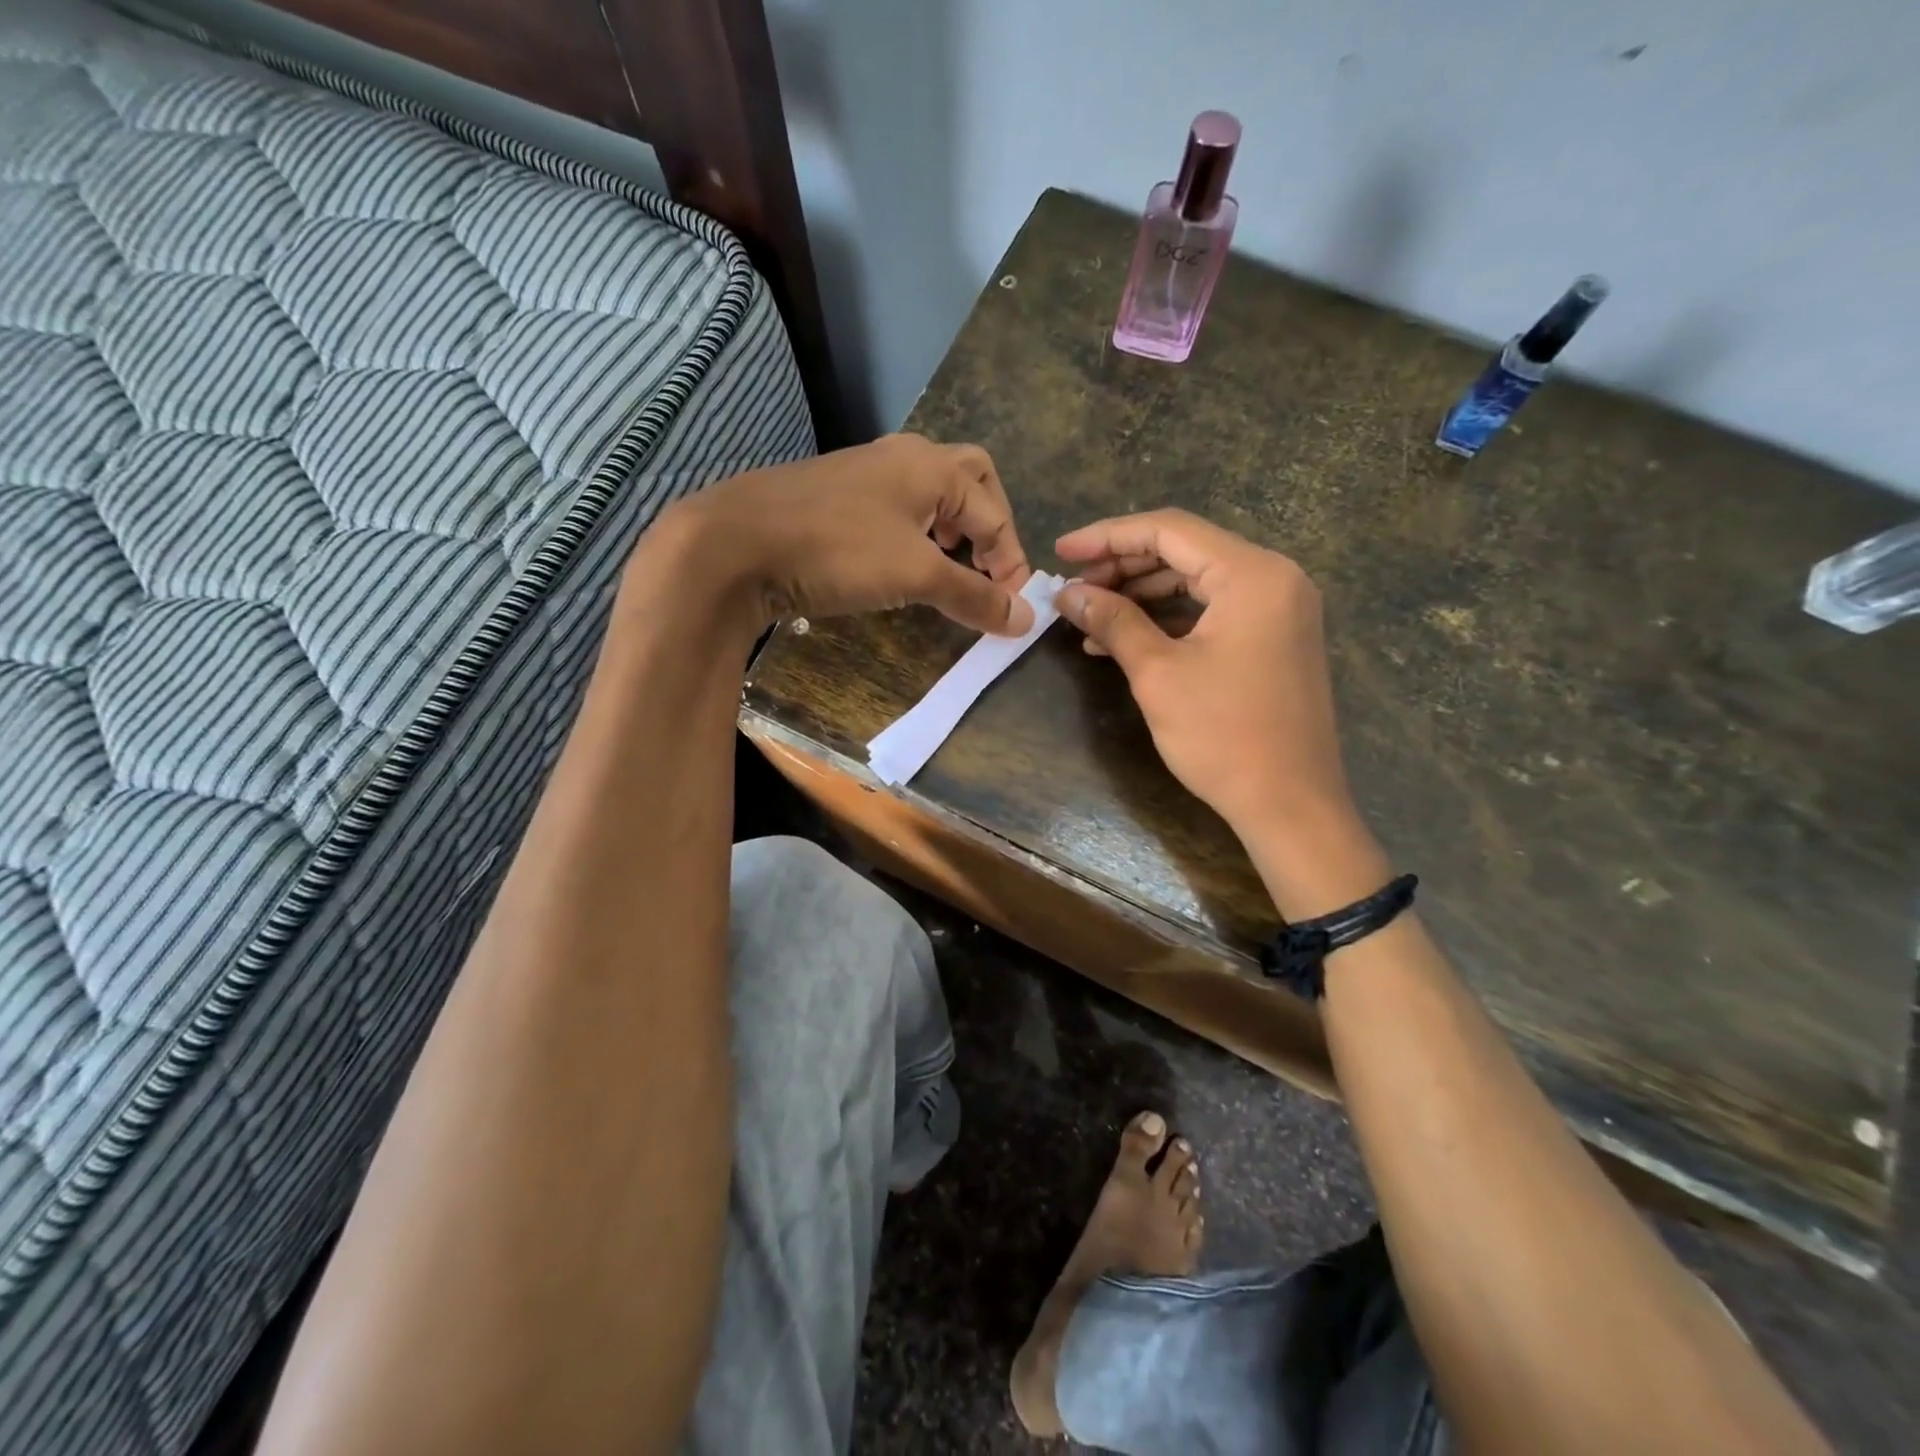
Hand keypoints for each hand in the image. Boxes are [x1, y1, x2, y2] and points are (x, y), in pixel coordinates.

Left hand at [659, 433, 1033, 635]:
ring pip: (932, 491)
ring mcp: (867, 471)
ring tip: (950, 564)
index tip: (1011, 607)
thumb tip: (1027, 619)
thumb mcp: (916, 575)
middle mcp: (905, 457)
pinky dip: (917, 532)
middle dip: (989, 524)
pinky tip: (901, 562)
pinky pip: (898, 505)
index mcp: (933, 467)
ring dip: (953, 526)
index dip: (1012, 562)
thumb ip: (974, 596)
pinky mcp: (838, 495)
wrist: (737, 543)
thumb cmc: (838, 550)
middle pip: (971, 479)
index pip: (995, 512)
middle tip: (987, 567)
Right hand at [1055, 509, 1354, 839]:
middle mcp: (1274, 577)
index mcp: (1252, 574)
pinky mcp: (1275, 637)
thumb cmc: (1223, 737)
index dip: (1107, 536)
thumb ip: (1113, 621)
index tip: (1061, 551)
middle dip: (1123, 565)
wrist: (1290, 804)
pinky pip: (1214, 610)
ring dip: (1141, 593)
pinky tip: (1125, 639)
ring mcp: (1280, 608)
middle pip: (1185, 550)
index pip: (1169, 530)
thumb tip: (1067, 593)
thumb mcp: (1158, 674)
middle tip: (1073, 588)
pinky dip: (1169, 618)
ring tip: (1091, 615)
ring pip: (1197, 580)